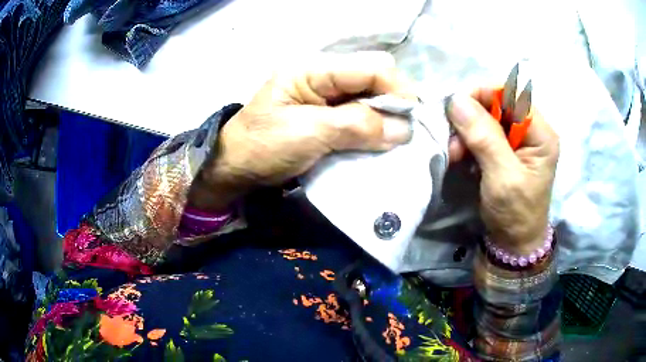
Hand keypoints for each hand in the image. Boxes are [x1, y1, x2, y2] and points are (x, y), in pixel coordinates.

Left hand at [192, 52, 414, 210]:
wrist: (235, 169)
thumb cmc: (262, 146)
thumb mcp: (308, 133)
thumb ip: (356, 126)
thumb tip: (404, 130)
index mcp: (313, 69)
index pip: (370, 67)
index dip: (397, 89)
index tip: (413, 119)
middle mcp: (324, 76)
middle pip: (374, 78)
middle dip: (394, 103)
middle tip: (404, 132)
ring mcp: (327, 96)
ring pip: (371, 97)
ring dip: (386, 118)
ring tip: (396, 140)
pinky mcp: (328, 115)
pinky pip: (361, 115)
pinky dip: (375, 128)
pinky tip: (380, 142)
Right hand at [446, 89, 558, 253]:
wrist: (514, 243)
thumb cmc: (516, 214)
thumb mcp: (502, 177)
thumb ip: (484, 138)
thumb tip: (457, 100)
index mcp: (541, 134)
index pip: (512, 95)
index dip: (483, 94)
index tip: (455, 108)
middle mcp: (531, 130)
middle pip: (497, 105)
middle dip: (471, 118)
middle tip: (453, 140)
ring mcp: (518, 140)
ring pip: (486, 118)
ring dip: (466, 132)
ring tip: (454, 153)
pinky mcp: (505, 150)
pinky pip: (482, 134)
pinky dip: (468, 142)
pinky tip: (461, 157)